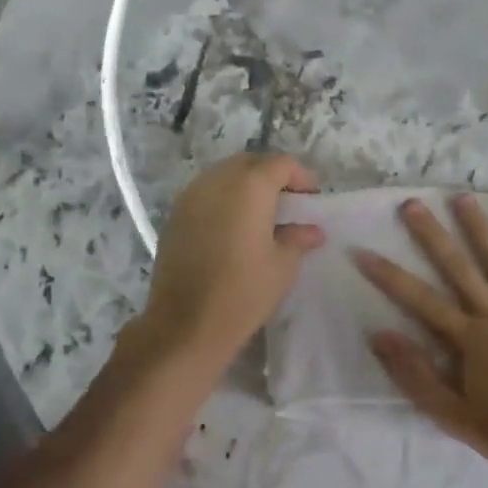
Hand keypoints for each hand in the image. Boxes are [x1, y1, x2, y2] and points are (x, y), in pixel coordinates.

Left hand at [137, 153, 324, 369]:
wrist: (185, 325)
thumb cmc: (243, 292)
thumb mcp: (283, 265)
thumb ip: (298, 238)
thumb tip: (312, 230)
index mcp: (249, 186)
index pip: (281, 164)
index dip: (301, 176)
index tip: (312, 198)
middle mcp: (217, 181)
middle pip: (250, 163)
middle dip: (273, 176)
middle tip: (289, 203)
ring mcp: (191, 196)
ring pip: (225, 175)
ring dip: (246, 186)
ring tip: (262, 214)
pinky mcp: (175, 216)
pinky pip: (206, 193)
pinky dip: (225, 199)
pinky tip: (234, 227)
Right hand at [353, 194, 487, 479]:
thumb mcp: (452, 416)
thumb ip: (415, 375)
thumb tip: (380, 335)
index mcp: (468, 338)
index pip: (419, 299)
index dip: (389, 276)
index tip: (363, 252)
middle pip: (457, 267)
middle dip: (431, 235)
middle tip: (412, 204)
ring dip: (478, 227)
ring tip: (462, 197)